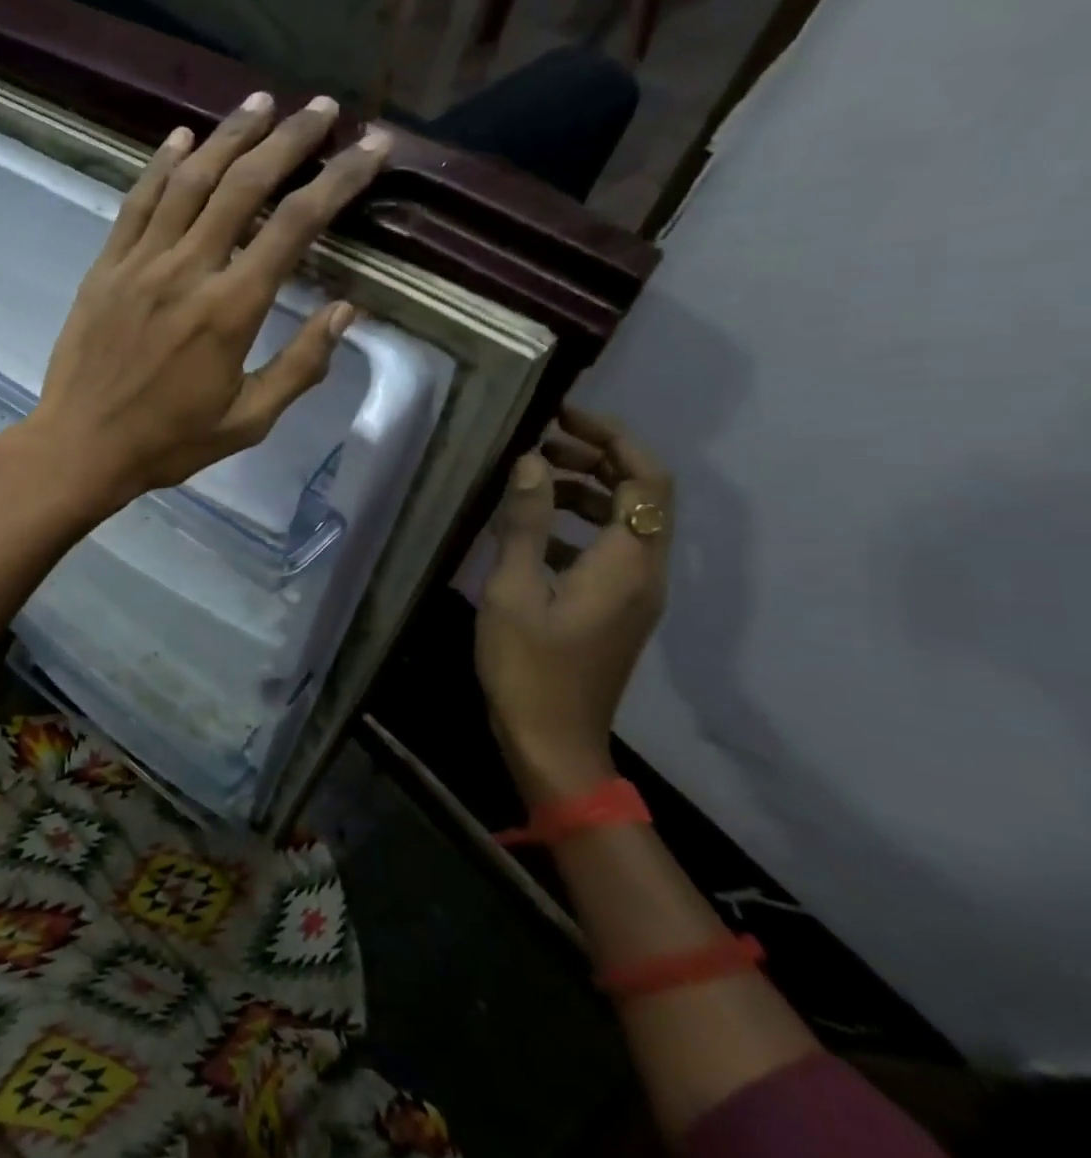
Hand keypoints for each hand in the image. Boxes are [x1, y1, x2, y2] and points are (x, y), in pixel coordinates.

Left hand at [4, 91, 392, 515]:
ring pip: (190, 181)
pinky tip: (181, 137)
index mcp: (231, 309)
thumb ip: (301, 366)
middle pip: (245, 185)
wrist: (81, 446)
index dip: (340, 179)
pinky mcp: (105, 267)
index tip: (372, 147)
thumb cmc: (168, 442)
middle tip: (323, 108)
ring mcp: (140, 262)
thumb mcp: (248, 421)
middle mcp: (188, 269)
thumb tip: (345, 311)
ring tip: (262, 103)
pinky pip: (137, 203)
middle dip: (290, 140)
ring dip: (229, 136)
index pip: (296, 225)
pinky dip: (161, 165)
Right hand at [475, 407, 672, 802]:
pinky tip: (530, 533)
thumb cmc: (528, 666)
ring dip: (585, 492)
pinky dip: (577, 527)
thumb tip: (531, 462)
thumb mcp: (513, 589)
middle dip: (596, 459)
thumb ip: (524, 523)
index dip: (612, 438)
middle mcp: (645, 572)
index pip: (645, 479)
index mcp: (626, 563)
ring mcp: (634, 594)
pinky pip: (609, 550)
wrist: (552, 741)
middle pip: (641, 495)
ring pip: (624, 523)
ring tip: (530, 481)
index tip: (562, 416)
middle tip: (540, 442)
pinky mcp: (617, 610)